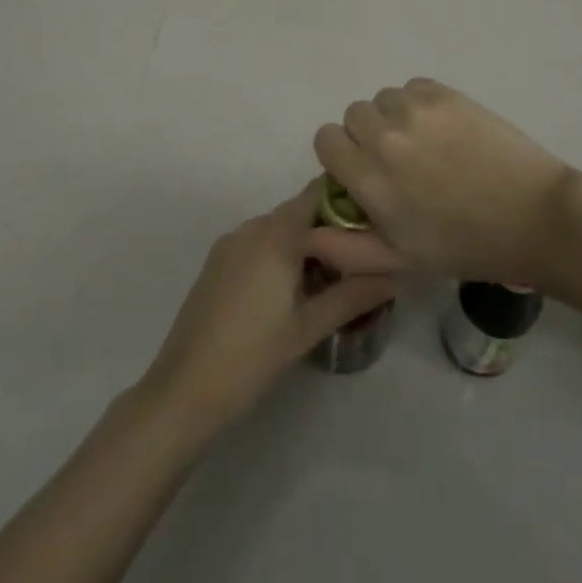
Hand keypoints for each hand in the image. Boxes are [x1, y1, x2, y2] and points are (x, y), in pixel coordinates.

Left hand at [137, 183, 398, 435]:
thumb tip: (398, 274)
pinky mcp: (218, 261)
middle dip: (332, 227)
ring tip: (335, 276)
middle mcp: (252, 226)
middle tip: (363, 256)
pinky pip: (259, 242)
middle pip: (301, 210)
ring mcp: (230, 242)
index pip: (319, 192)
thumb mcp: (309, 327)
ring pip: (280, 227)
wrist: (183, 389)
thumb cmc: (252, 356)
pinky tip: (295, 288)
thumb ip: (354, 294)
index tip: (376, 221)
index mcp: (276, 234)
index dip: (349, 200)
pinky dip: (281, 252)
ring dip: (307, 242)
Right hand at [312, 78, 573, 284]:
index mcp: (370, 179)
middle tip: (399, 160)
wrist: (533, 216)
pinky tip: (443, 128)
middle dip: (367, 135)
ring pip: (384, 98)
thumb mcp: (402, 261)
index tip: (364, 172)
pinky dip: (419, 103)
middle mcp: (384, 137)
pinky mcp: (446, 94)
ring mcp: (416, 110)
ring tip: (425, 144)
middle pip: (353, 115)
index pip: (325, 139)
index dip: (341, 156)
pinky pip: (413, 87)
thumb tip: (308, 232)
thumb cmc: (466, 246)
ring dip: (394, 117)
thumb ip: (348, 248)